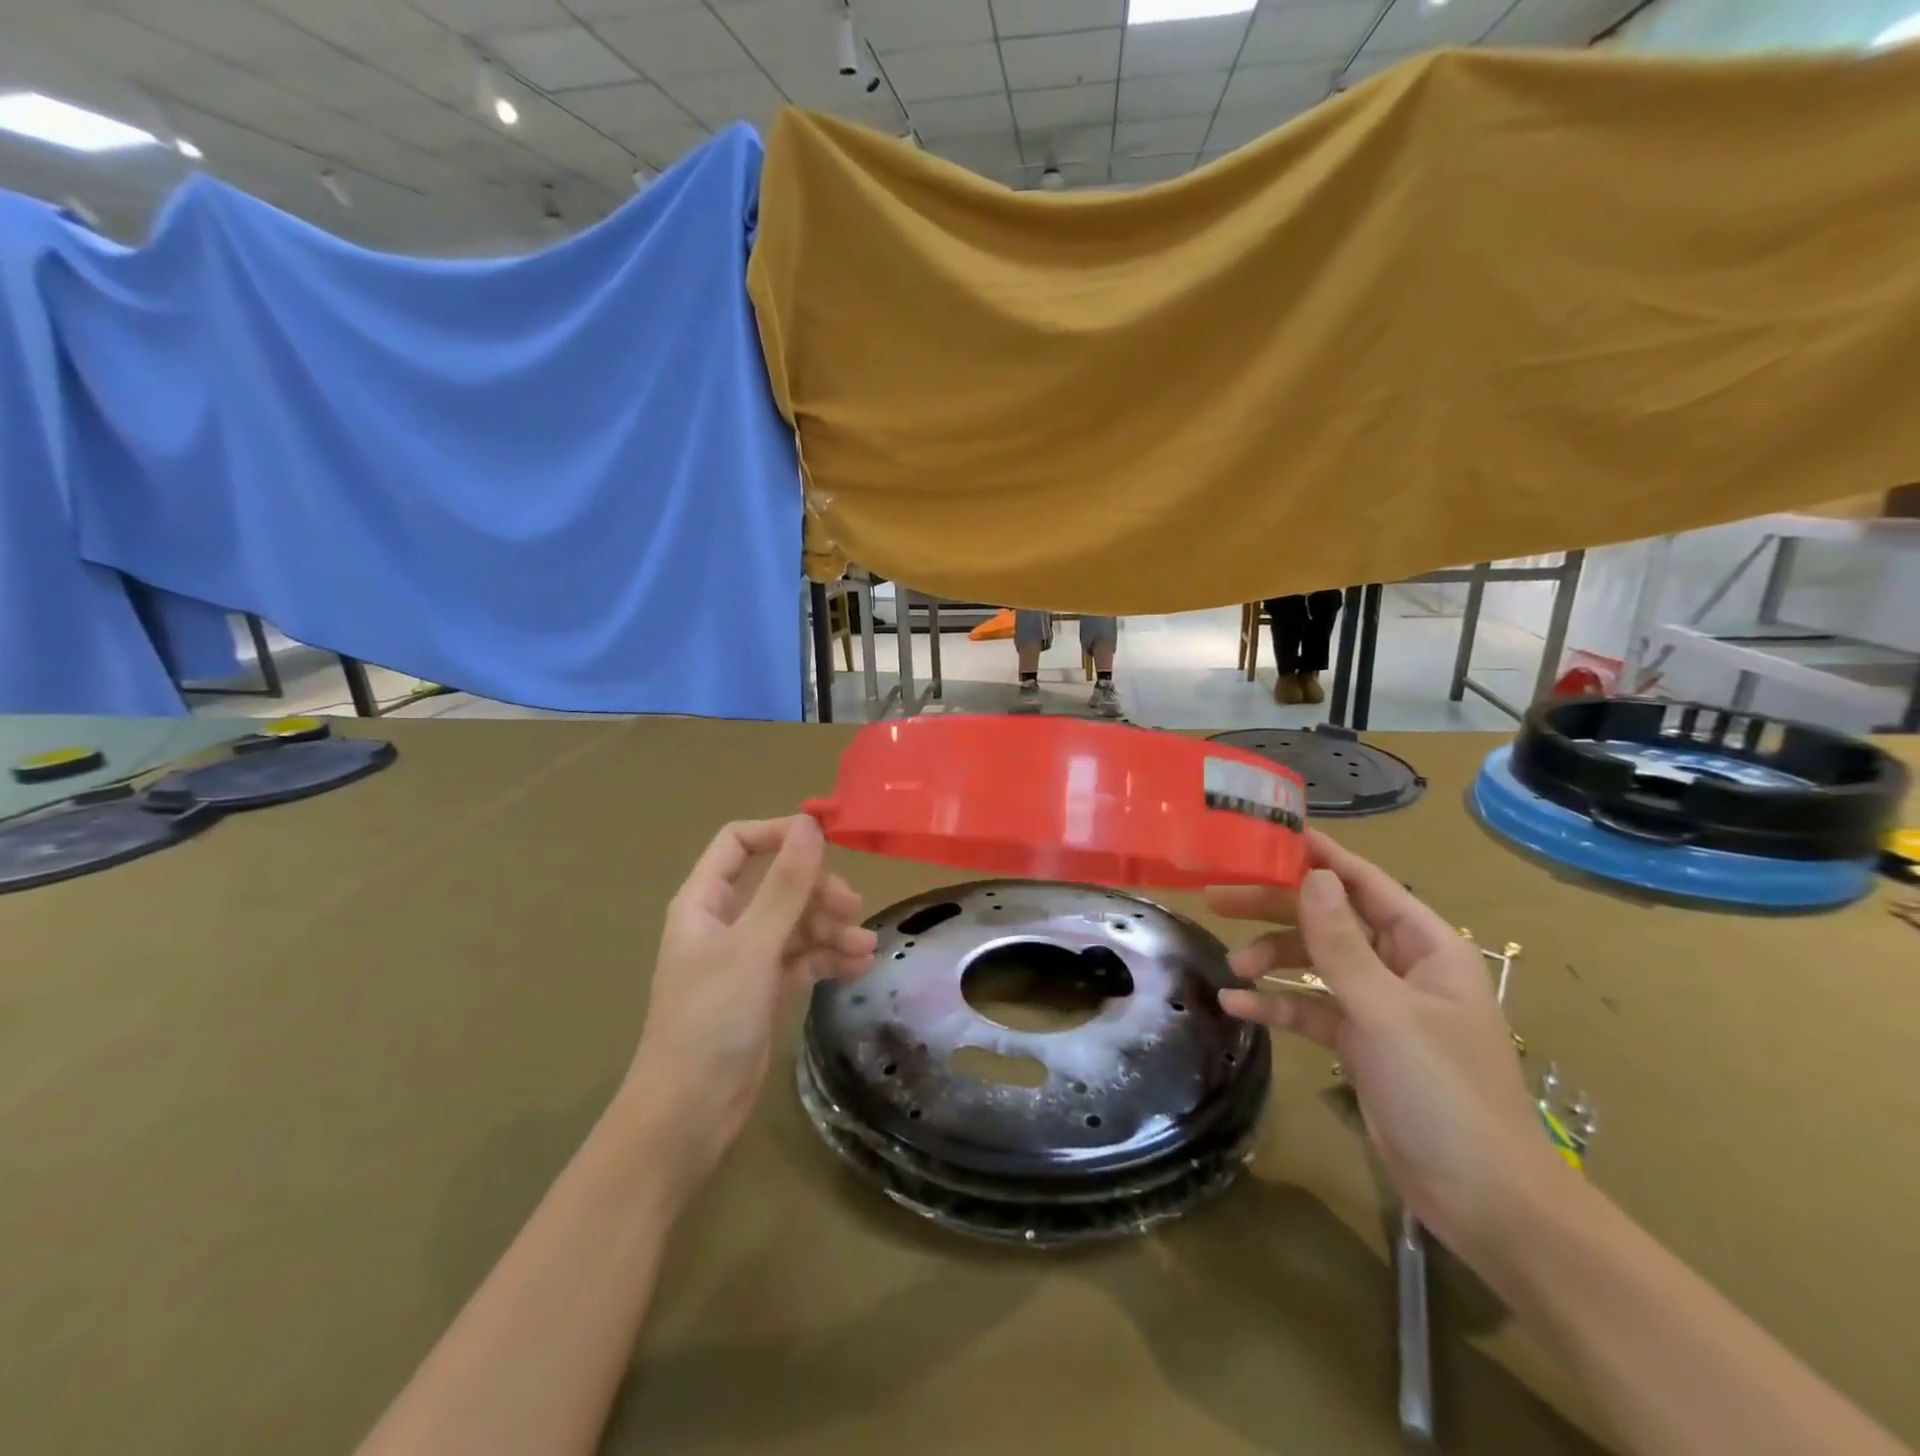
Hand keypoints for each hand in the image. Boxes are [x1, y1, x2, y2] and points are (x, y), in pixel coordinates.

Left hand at [618, 816, 875, 1195]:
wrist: (689, 1113)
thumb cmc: (710, 1019)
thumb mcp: (753, 946)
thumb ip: (785, 886)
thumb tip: (811, 824)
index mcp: (705, 902)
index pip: (739, 844)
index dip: (780, 834)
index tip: (827, 841)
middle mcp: (725, 923)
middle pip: (778, 885)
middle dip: (818, 892)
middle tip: (852, 909)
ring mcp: (746, 958)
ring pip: (796, 924)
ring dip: (831, 930)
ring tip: (865, 948)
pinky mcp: (764, 990)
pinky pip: (802, 959)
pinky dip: (828, 959)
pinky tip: (858, 968)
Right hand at [1207, 831, 1571, 1257]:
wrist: (1484, 1200)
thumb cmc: (1443, 1091)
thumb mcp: (1385, 1010)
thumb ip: (1341, 942)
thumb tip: (1312, 876)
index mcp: (1426, 946)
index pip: (1366, 883)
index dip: (1319, 857)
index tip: (1267, 836)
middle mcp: (1401, 967)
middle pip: (1330, 919)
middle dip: (1276, 909)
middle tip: (1219, 898)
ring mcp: (1379, 1006)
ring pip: (1315, 962)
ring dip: (1272, 959)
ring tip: (1232, 967)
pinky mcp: (1360, 1043)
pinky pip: (1310, 1008)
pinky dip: (1277, 1003)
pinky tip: (1238, 1005)